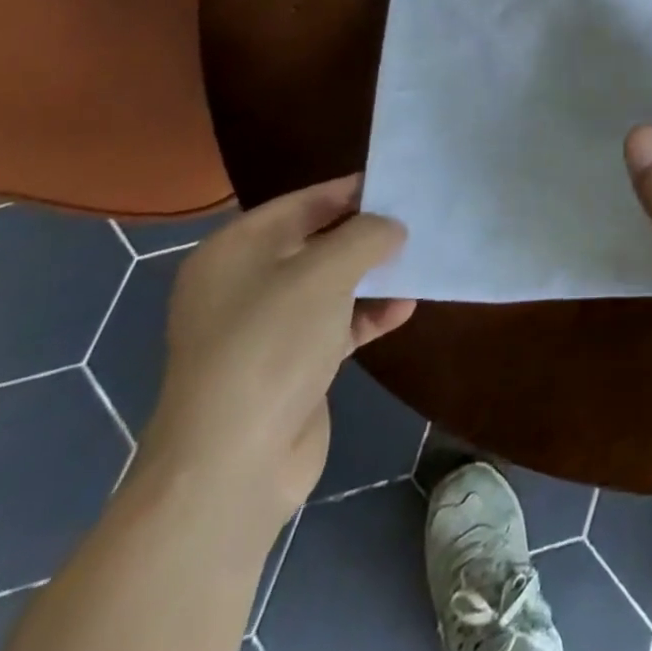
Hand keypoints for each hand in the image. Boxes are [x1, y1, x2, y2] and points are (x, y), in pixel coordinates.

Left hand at [138, 175, 415, 532]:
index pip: (301, 202)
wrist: (233, 466)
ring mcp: (263, 329)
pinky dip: (367, 315)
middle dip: (365, 234)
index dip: (349, 190)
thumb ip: (366, 235)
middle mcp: (243, 285)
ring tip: (418, 261)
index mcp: (234, 251)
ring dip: (372, 275)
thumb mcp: (325, 273)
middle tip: (415, 220)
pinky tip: (404, 309)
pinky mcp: (287, 367)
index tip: (397, 184)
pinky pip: (335, 325)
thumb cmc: (271, 346)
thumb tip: (391, 227)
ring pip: (328, 285)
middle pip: (315, 242)